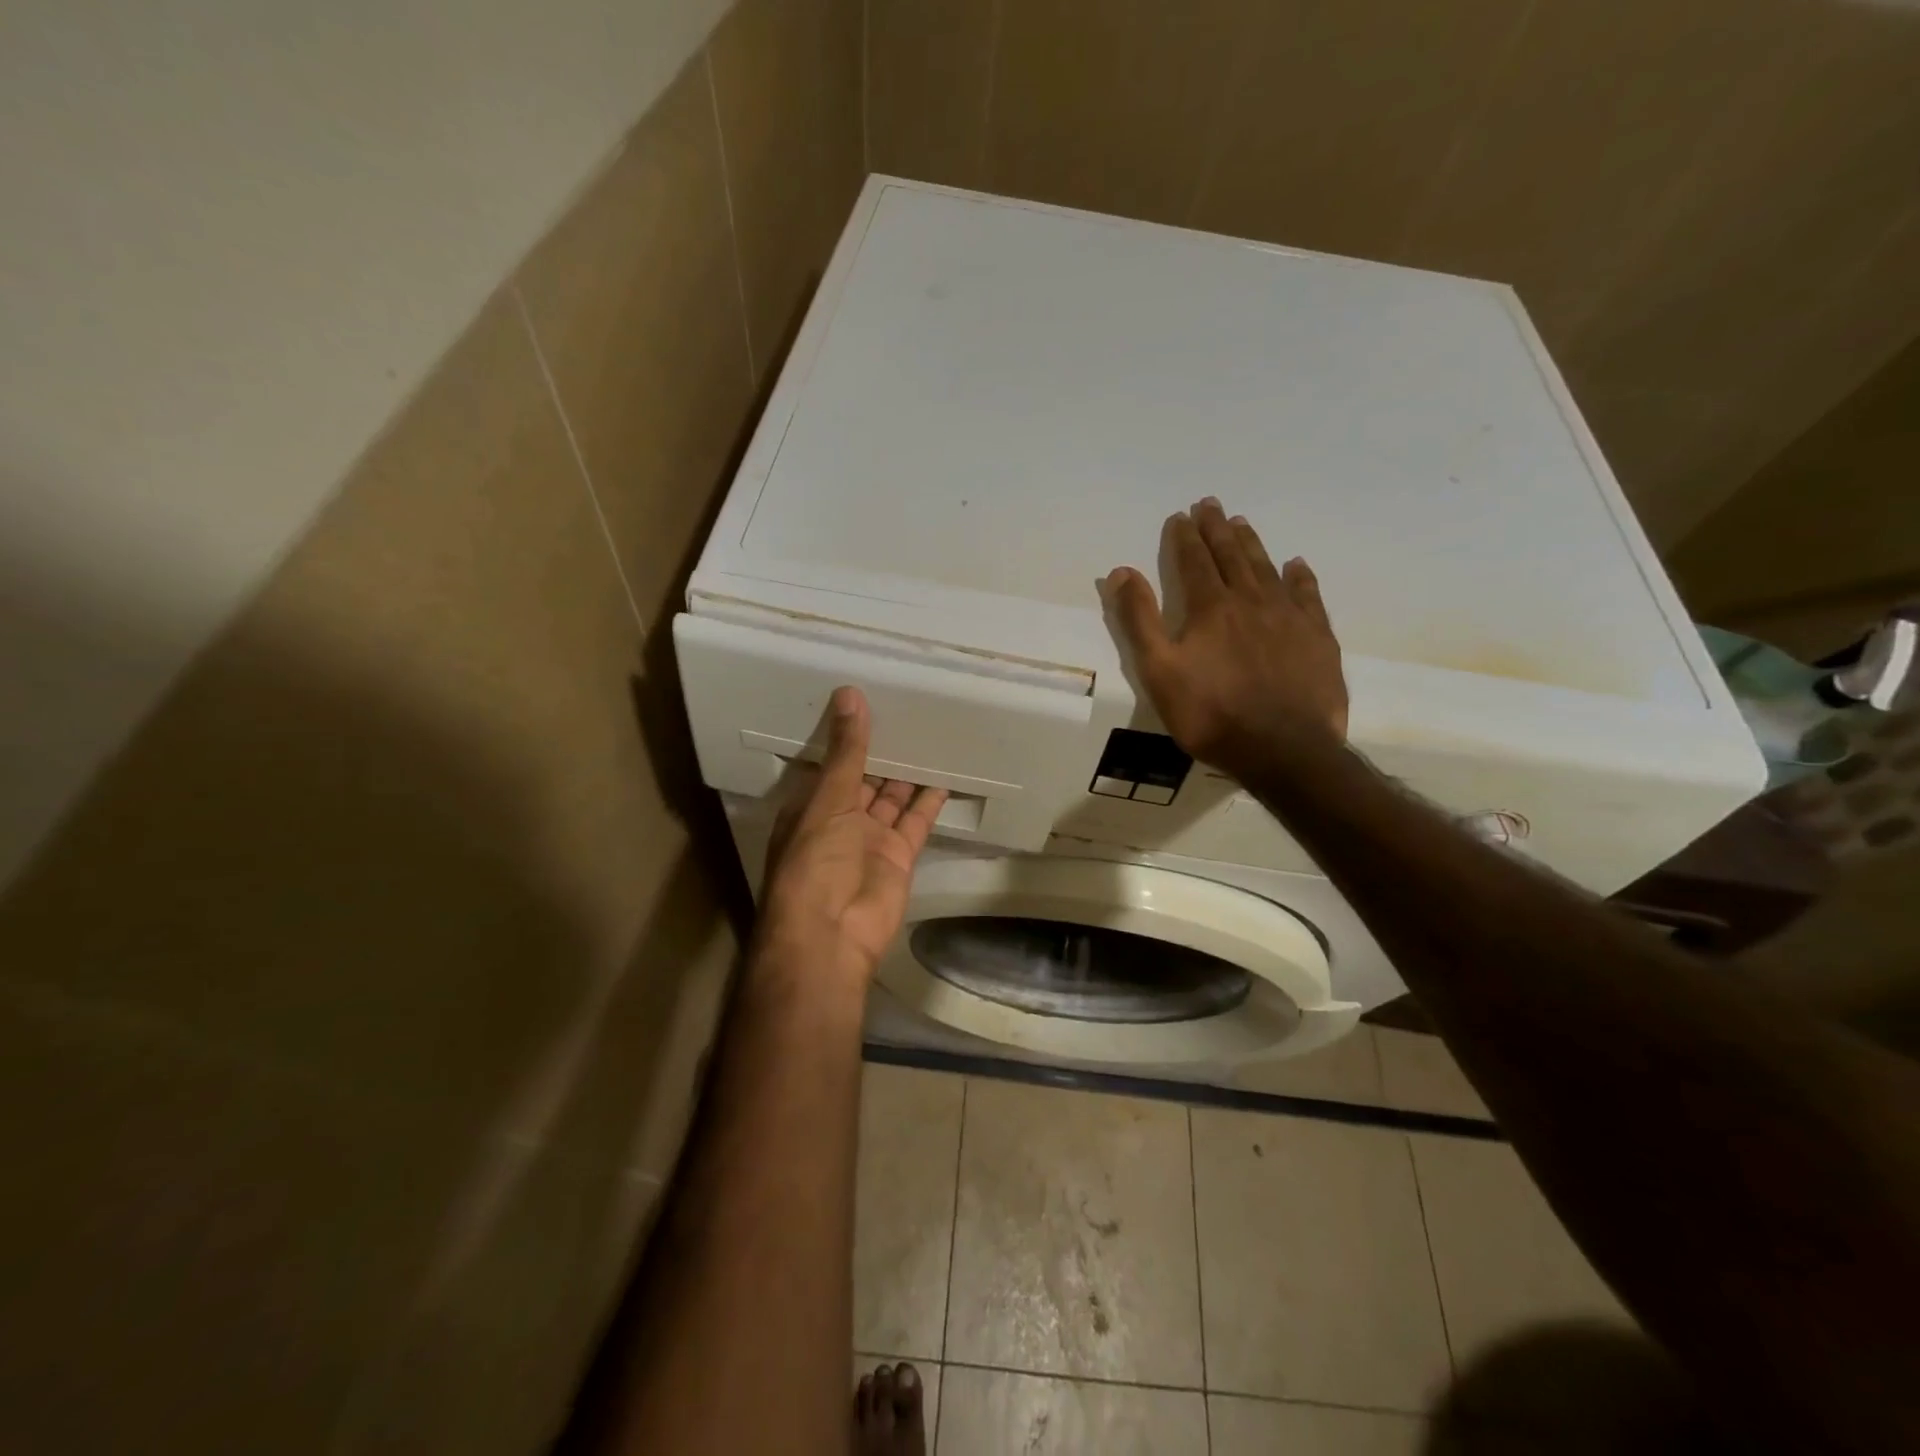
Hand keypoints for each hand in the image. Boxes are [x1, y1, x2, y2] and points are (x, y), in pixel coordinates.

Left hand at [755, 687, 948, 988]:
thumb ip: (847, 750)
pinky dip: (930, 801)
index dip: (847, 739)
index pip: (831, 765)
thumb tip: (849, 695)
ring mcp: (871, 839)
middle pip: (864, 780)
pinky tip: (945, 774)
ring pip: (892, 798)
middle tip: (906, 713)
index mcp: (811, 806)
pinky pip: (917, 821)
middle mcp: (840, 820)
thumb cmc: (814, 860)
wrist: (831, 933)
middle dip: (881, 754)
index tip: (867, 704)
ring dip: (907, 774)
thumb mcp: (827, 798)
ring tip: (929, 736)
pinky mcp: (900, 855)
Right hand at [1104, 498, 1347, 783]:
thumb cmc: (1210, 714)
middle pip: (1231, 556)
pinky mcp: (1317, 638)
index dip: (1184, 538)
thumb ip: (1139, 620)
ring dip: (1252, 544)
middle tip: (1210, 504)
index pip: (1193, 562)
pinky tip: (1297, 565)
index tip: (1180, 516)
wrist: (1283, 749)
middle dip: (1217, 529)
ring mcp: (1288, 617)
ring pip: (1267, 568)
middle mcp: (1251, 601)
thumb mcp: (1159, 671)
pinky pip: (1308, 596)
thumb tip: (1120, 571)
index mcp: (1210, 608)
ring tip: (1242, 523)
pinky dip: (1300, 577)